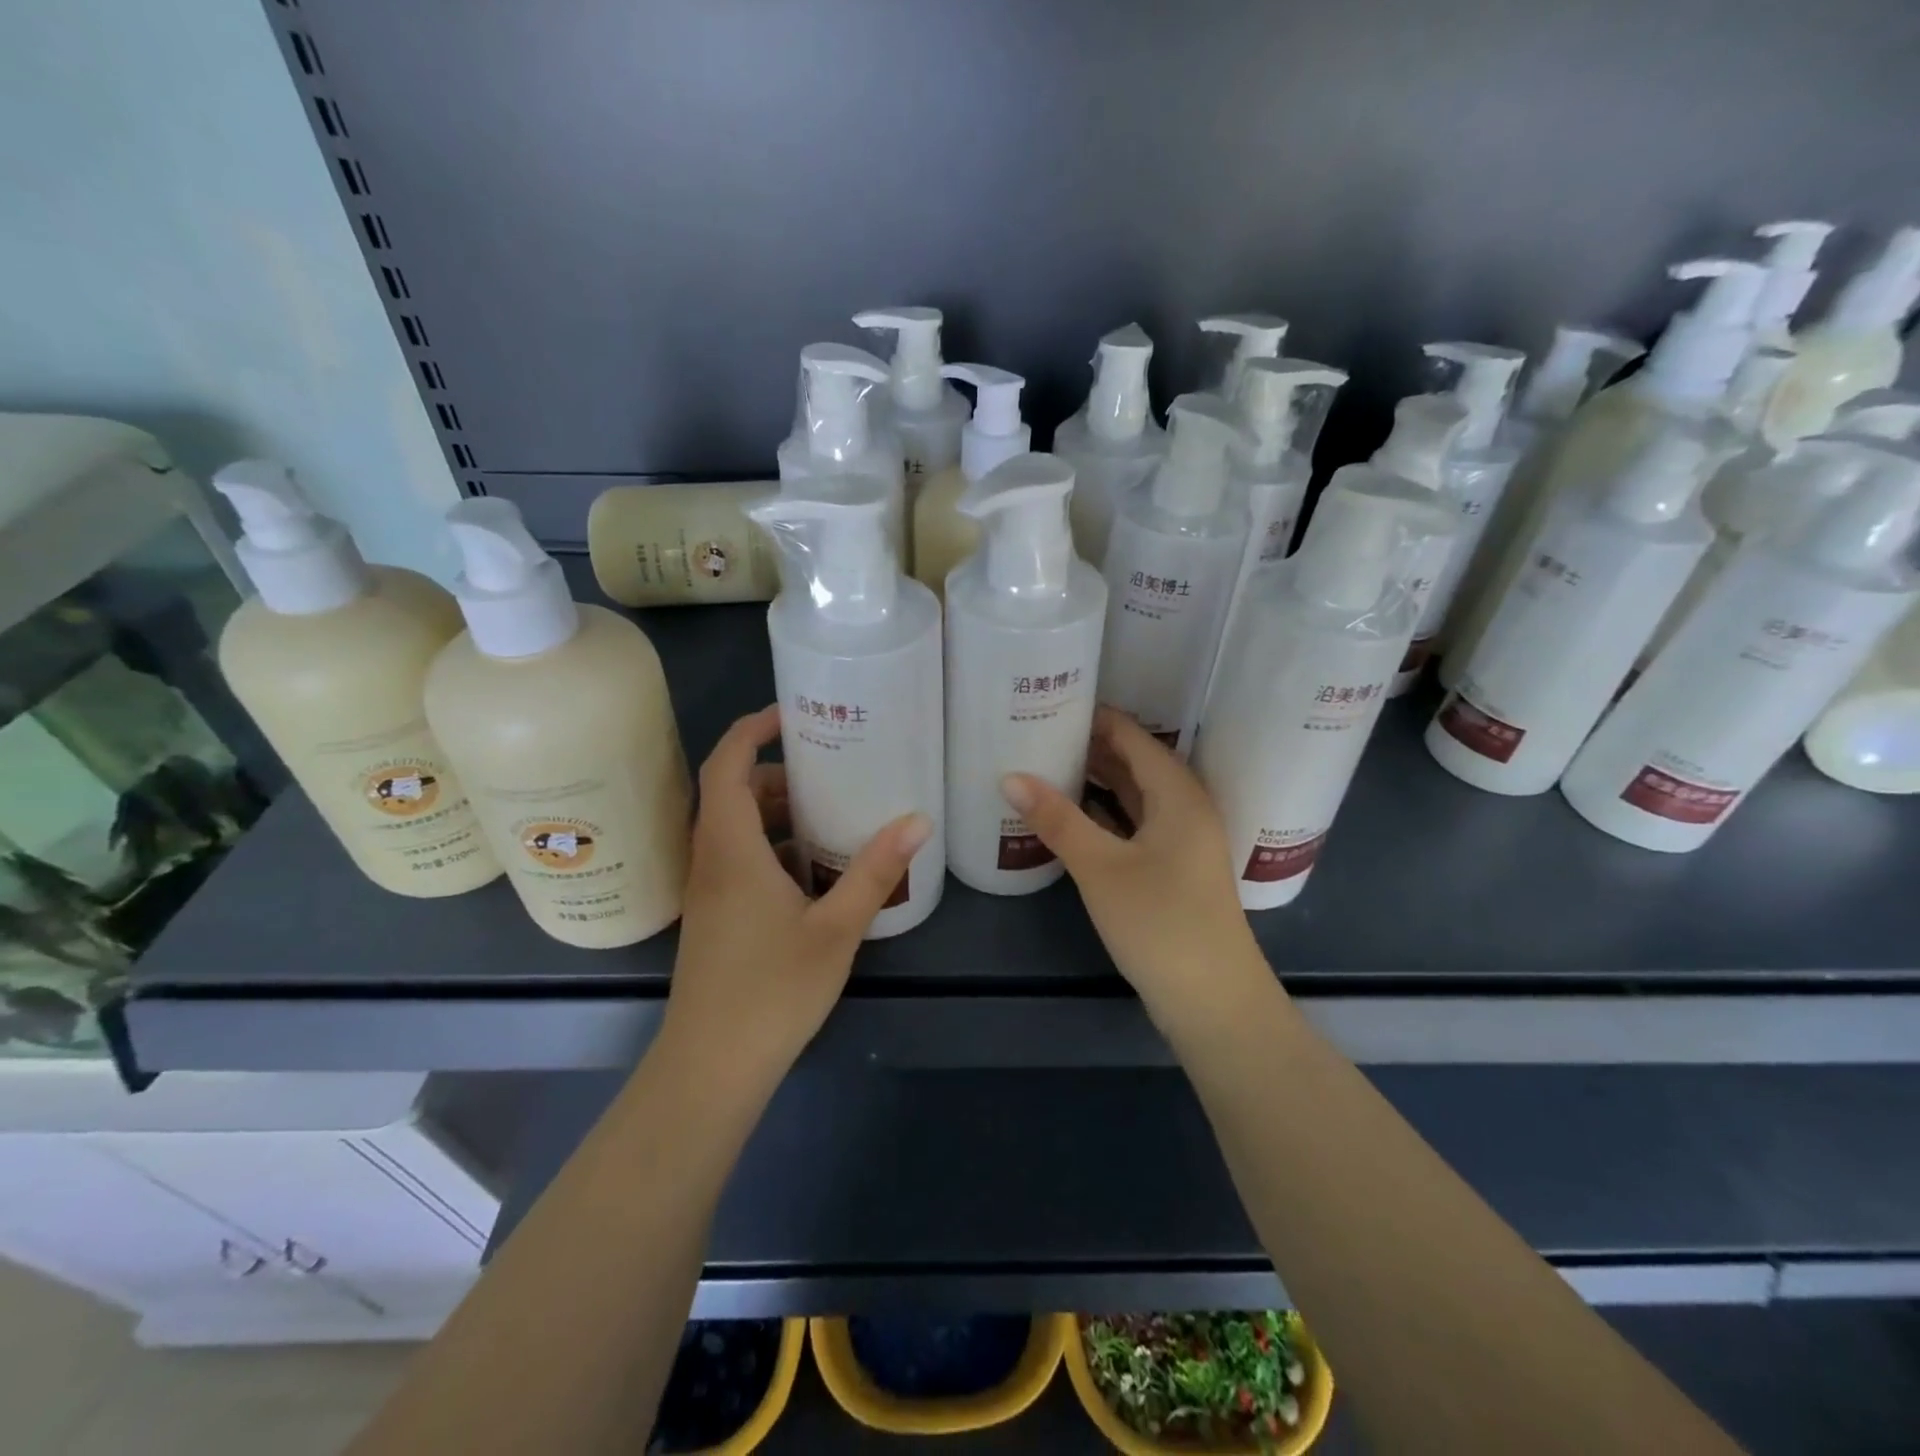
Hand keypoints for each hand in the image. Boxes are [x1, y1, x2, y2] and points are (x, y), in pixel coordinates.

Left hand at [661, 705, 932, 1090]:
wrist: (712, 1067)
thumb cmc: (772, 991)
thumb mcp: (835, 927)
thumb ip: (875, 871)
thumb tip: (918, 819)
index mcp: (731, 849)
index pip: (725, 764)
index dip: (751, 729)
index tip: (791, 713)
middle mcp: (711, 859)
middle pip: (730, 792)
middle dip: (775, 772)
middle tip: (829, 769)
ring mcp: (710, 890)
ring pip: (734, 828)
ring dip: (774, 812)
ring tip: (830, 813)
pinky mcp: (716, 915)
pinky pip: (738, 858)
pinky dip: (771, 846)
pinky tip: (814, 870)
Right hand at [1001, 707, 1274, 1034]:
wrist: (1212, 1001)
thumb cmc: (1160, 922)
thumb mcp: (1100, 867)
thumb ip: (1057, 819)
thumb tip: (1010, 775)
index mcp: (1178, 793)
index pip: (1132, 736)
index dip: (1094, 717)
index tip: (1049, 703)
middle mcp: (1184, 808)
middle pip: (1134, 762)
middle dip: (1090, 746)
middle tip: (1037, 732)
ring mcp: (1180, 841)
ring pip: (1134, 795)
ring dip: (1096, 781)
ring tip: (1045, 764)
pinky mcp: (1171, 869)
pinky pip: (1133, 824)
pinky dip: (1104, 813)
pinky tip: (1069, 815)